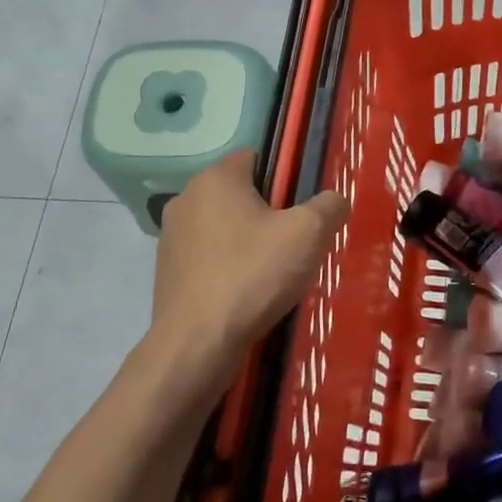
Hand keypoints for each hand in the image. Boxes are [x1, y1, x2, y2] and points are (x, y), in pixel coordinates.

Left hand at [145, 150, 348, 405]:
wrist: (197, 344)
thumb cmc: (253, 275)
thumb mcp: (309, 234)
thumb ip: (329, 206)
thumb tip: (335, 201)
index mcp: (216, 178)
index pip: (256, 158)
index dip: (284, 179)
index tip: (301, 211)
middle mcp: (186, 198)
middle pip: (240, 193)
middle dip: (267, 213)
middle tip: (293, 245)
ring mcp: (171, 236)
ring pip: (223, 226)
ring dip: (247, 241)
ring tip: (271, 274)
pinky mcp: (166, 271)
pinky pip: (208, 256)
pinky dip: (227, 267)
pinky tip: (246, 293)